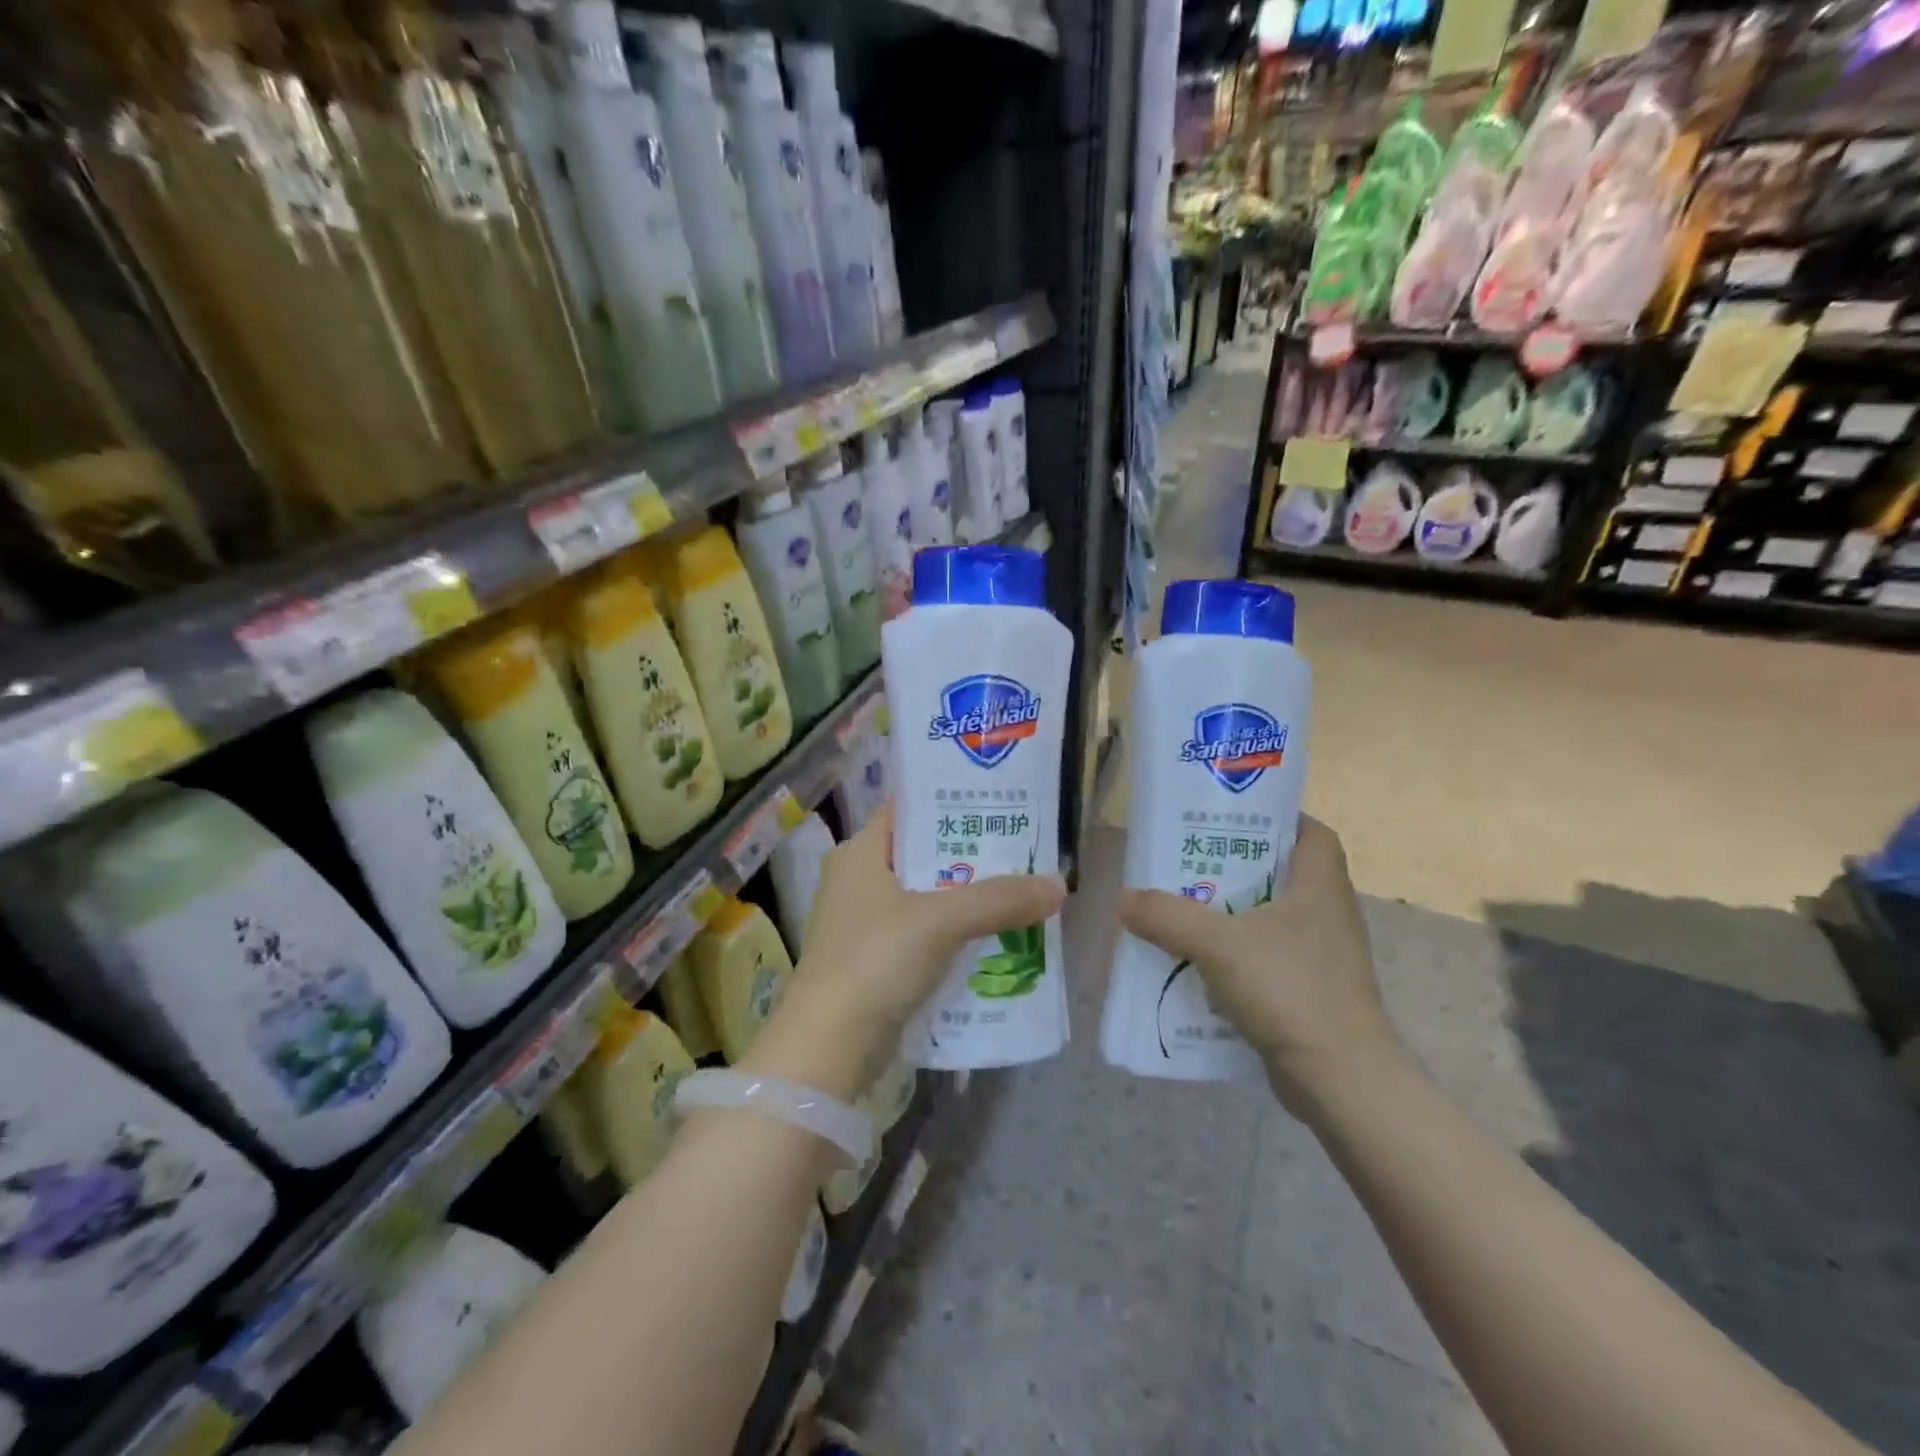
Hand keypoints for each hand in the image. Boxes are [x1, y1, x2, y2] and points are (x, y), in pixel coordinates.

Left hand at [744, 801, 1064, 1101]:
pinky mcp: (874, 962)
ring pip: (926, 899)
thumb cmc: (876, 960)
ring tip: (1018, 893)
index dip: (951, 802)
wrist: (828, 1047)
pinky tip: (993, 939)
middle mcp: (857, 881)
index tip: (999, 802)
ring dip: (966, 900)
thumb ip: (999, 899)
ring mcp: (863, 924)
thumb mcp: (942, 921)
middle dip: (970, 857)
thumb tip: (1058, 885)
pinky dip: (954, 936)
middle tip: (1021, 851)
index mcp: (860, 853)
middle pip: (923, 856)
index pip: (908, 809)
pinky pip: (923, 936)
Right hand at [1117, 817, 1403, 1114]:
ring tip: (1184, 908)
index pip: (1310, 832)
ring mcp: (1322, 956)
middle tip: (1188, 861)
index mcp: (1319, 886)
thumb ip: (1166, 916)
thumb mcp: (1216, 943)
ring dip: (1231, 913)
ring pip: (1271, 918)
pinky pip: (1268, 958)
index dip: (1276, 818)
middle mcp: (1327, 913)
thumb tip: (1124, 898)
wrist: (1338, 1078)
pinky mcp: (1311, 992)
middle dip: (1236, 866)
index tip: (1230, 819)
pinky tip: (1199, 963)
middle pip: (1281, 873)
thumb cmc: (1288, 988)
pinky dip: (1237, 955)